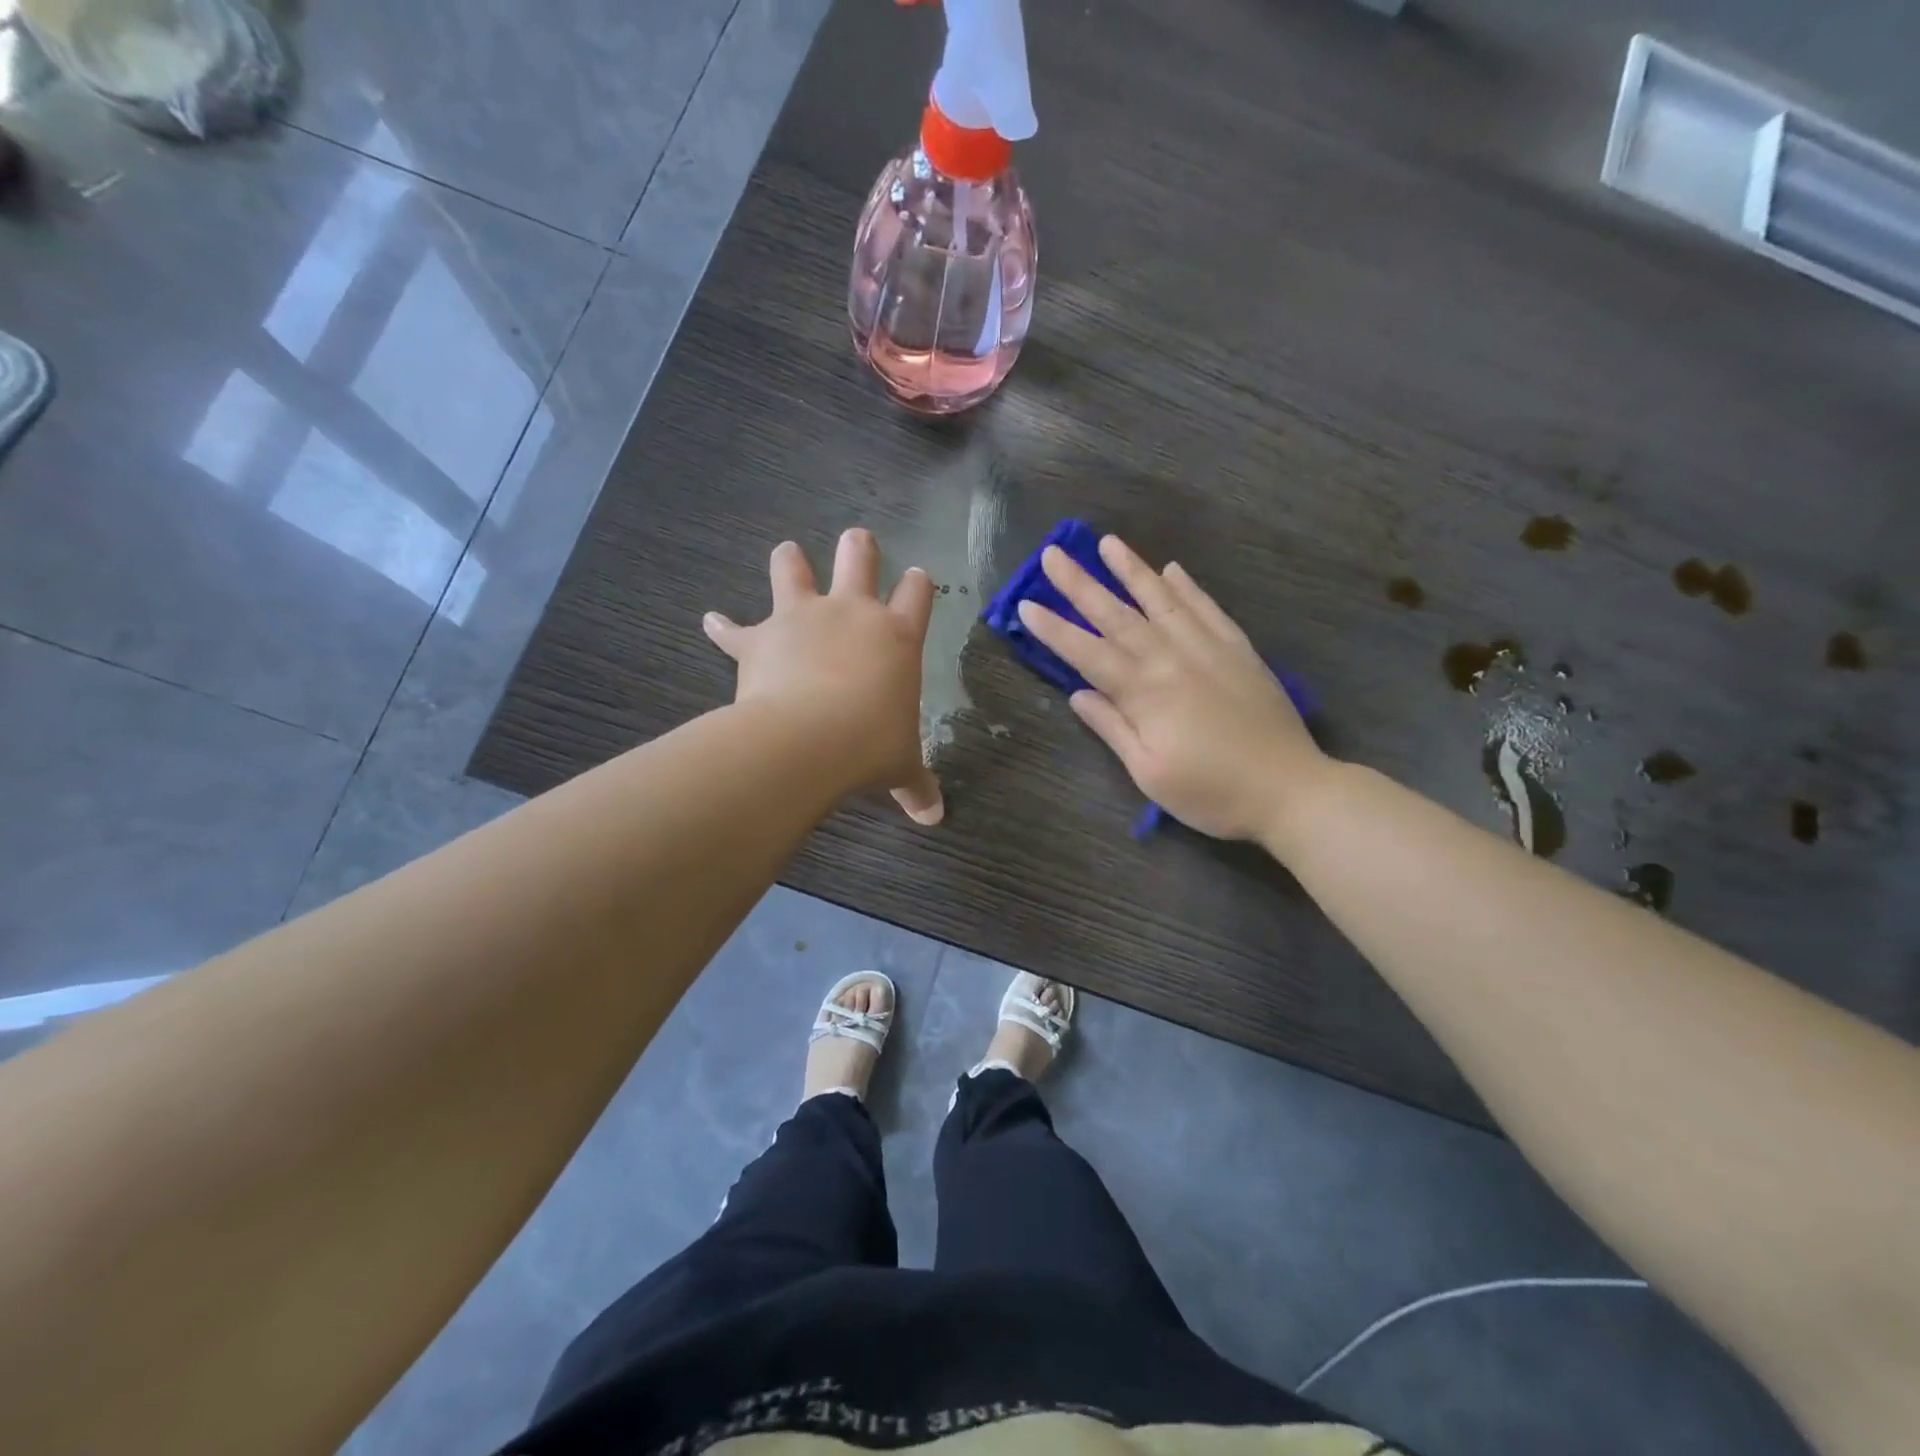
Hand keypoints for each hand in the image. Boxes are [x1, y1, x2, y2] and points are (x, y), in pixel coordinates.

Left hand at [704, 528, 943, 825]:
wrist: (809, 740)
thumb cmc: (870, 745)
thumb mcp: (901, 766)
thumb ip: (918, 786)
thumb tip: (935, 818)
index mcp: (896, 635)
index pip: (918, 593)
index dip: (918, 583)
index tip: (917, 577)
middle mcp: (851, 613)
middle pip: (858, 557)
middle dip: (859, 546)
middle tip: (857, 540)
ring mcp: (803, 618)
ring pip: (793, 567)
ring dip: (790, 560)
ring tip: (788, 554)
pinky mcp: (759, 638)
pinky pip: (733, 629)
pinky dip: (722, 627)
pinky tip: (711, 622)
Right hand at [1015, 536, 1326, 842]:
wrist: (1290, 790)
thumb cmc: (1211, 793)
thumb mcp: (1149, 772)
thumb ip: (1113, 728)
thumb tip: (1079, 694)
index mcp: (1144, 693)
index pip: (1087, 653)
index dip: (1055, 630)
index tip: (1026, 605)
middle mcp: (1171, 659)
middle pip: (1118, 616)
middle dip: (1081, 585)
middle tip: (1053, 554)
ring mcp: (1209, 649)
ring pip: (1163, 601)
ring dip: (1132, 571)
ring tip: (1108, 543)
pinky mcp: (1239, 651)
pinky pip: (1208, 610)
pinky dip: (1189, 588)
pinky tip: (1173, 570)